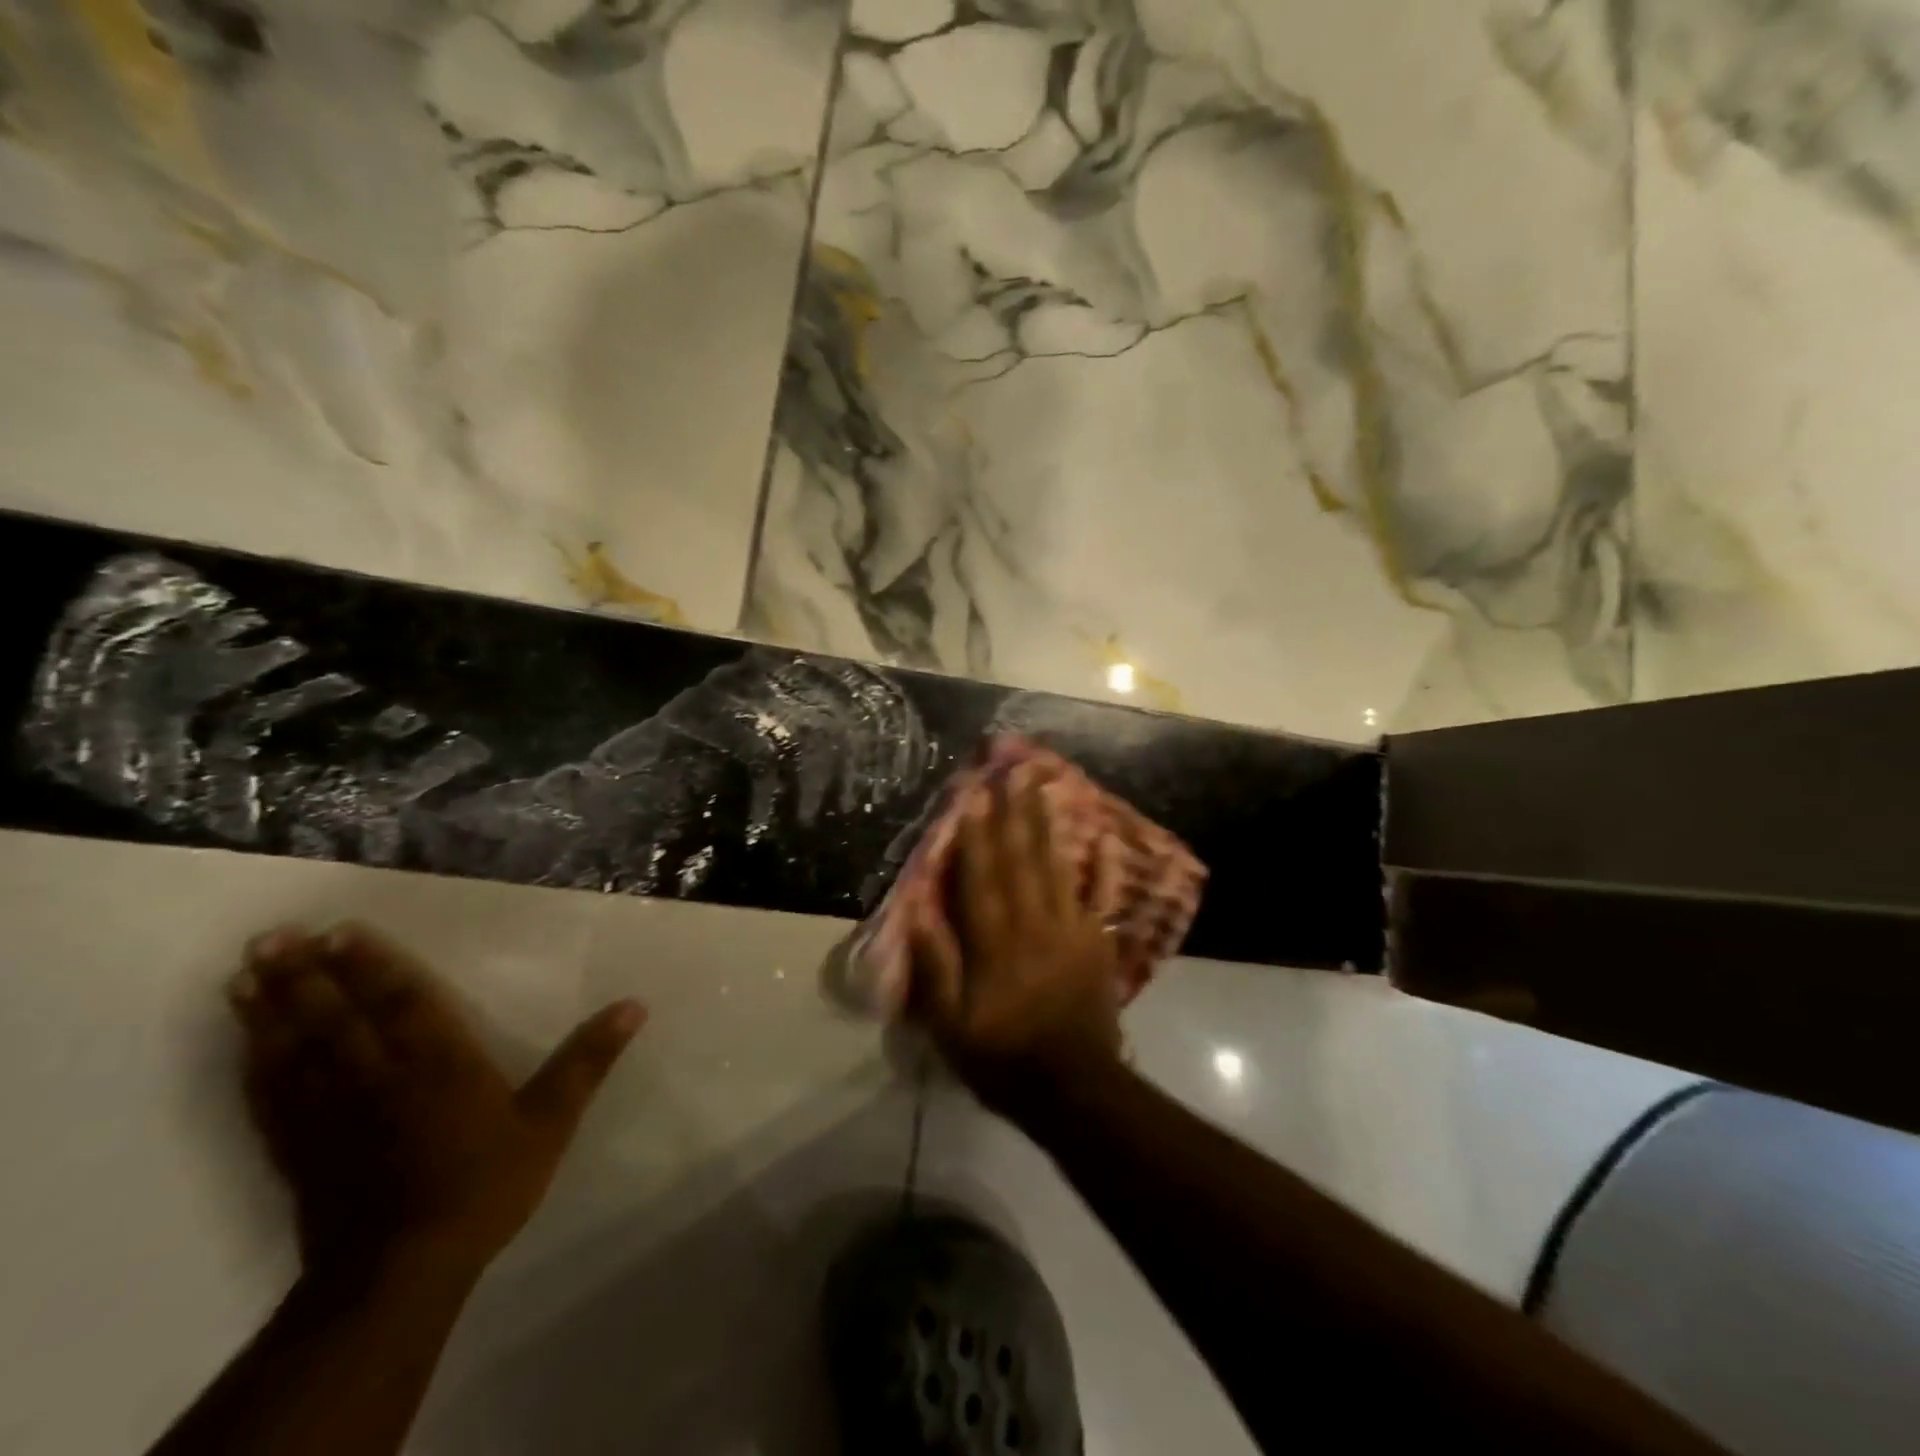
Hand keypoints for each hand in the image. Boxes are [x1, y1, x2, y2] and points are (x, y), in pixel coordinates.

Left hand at [227, 924, 644, 1279]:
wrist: (400, 1273)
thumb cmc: (484, 1186)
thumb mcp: (551, 1122)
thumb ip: (587, 1061)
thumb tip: (634, 1005)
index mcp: (439, 1064)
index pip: (401, 1002)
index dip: (372, 965)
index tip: (339, 932)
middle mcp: (378, 1078)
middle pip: (335, 1018)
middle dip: (304, 977)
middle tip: (270, 938)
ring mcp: (331, 1115)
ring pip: (294, 1052)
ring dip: (269, 1012)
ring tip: (244, 976)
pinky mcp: (300, 1150)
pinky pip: (271, 1099)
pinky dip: (253, 1068)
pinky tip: (244, 1047)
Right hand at [908, 766, 1125, 1113]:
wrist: (1075, 1089)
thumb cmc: (1004, 1058)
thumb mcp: (952, 1027)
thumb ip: (936, 968)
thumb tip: (918, 913)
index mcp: (995, 944)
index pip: (981, 878)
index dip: (975, 836)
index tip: (973, 797)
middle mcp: (1033, 925)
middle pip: (1019, 860)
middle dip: (1012, 813)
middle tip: (1012, 772)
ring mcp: (1070, 929)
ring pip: (1053, 866)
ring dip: (1045, 824)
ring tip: (1040, 787)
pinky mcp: (1095, 941)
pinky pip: (1096, 895)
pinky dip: (1099, 865)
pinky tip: (1101, 837)